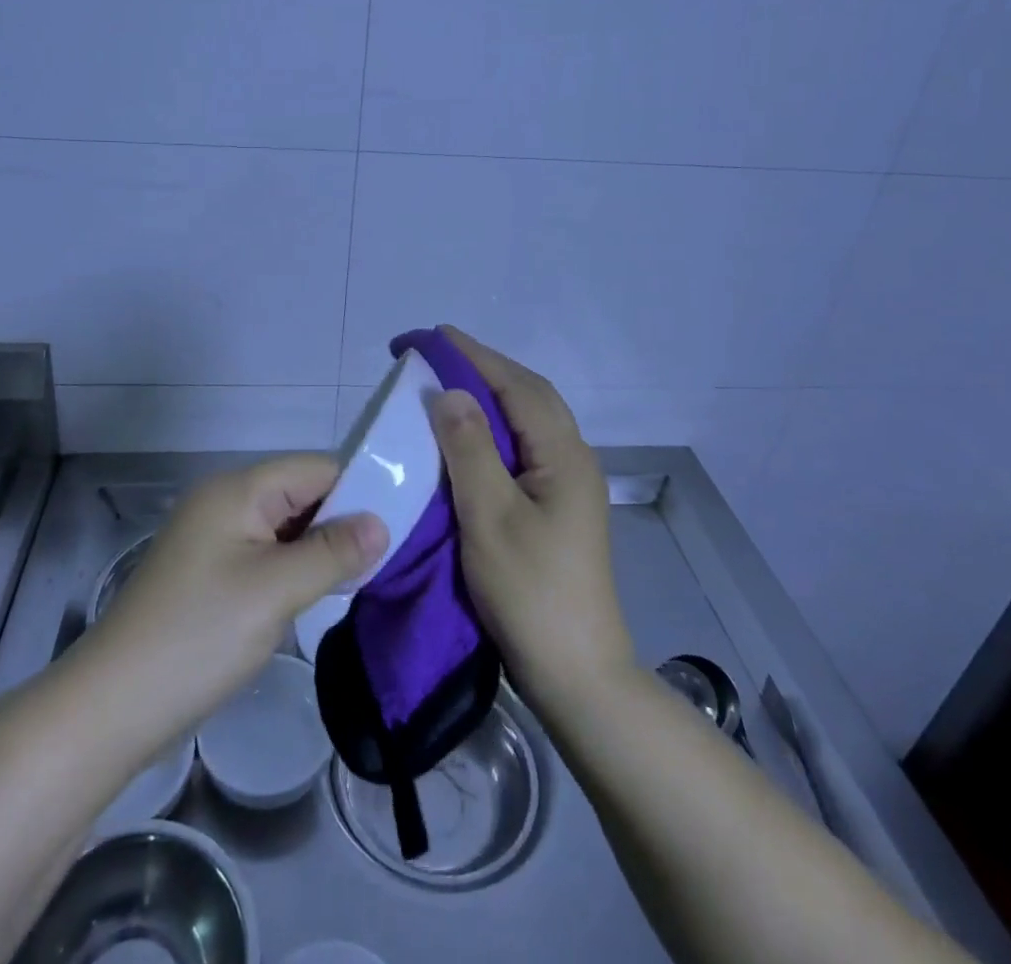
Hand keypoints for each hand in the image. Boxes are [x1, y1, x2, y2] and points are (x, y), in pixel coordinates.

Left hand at [86, 455, 387, 749]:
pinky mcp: (209, 571)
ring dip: (318, 550)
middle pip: (301, 494)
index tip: (397, 528)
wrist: (112, 706)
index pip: (316, 468)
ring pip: (285, 527)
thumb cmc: (199, 636)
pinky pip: (265, 553)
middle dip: (340, 523)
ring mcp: (214, 537)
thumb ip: (332, 552)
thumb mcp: (276, 591)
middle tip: (382, 562)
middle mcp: (225, 501)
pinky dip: (293, 569)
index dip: (358, 491)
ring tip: (356, 581)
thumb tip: (381, 523)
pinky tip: (314, 595)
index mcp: (239, 489)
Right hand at [431, 328, 635, 714]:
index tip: (432, 336)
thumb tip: (450, 392)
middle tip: (435, 356)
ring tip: (447, 386)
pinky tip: (468, 438)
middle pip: (529, 395)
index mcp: (564, 455)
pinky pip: (524, 447)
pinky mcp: (558, 507)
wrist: (577, 674)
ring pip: (528, 420)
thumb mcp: (490, 516)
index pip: (516, 386)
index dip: (474, 356)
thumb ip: (470, 449)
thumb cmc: (531, 593)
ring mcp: (568, 484)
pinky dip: (494, 428)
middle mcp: (573, 459)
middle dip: (483, 368)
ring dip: (490, 396)